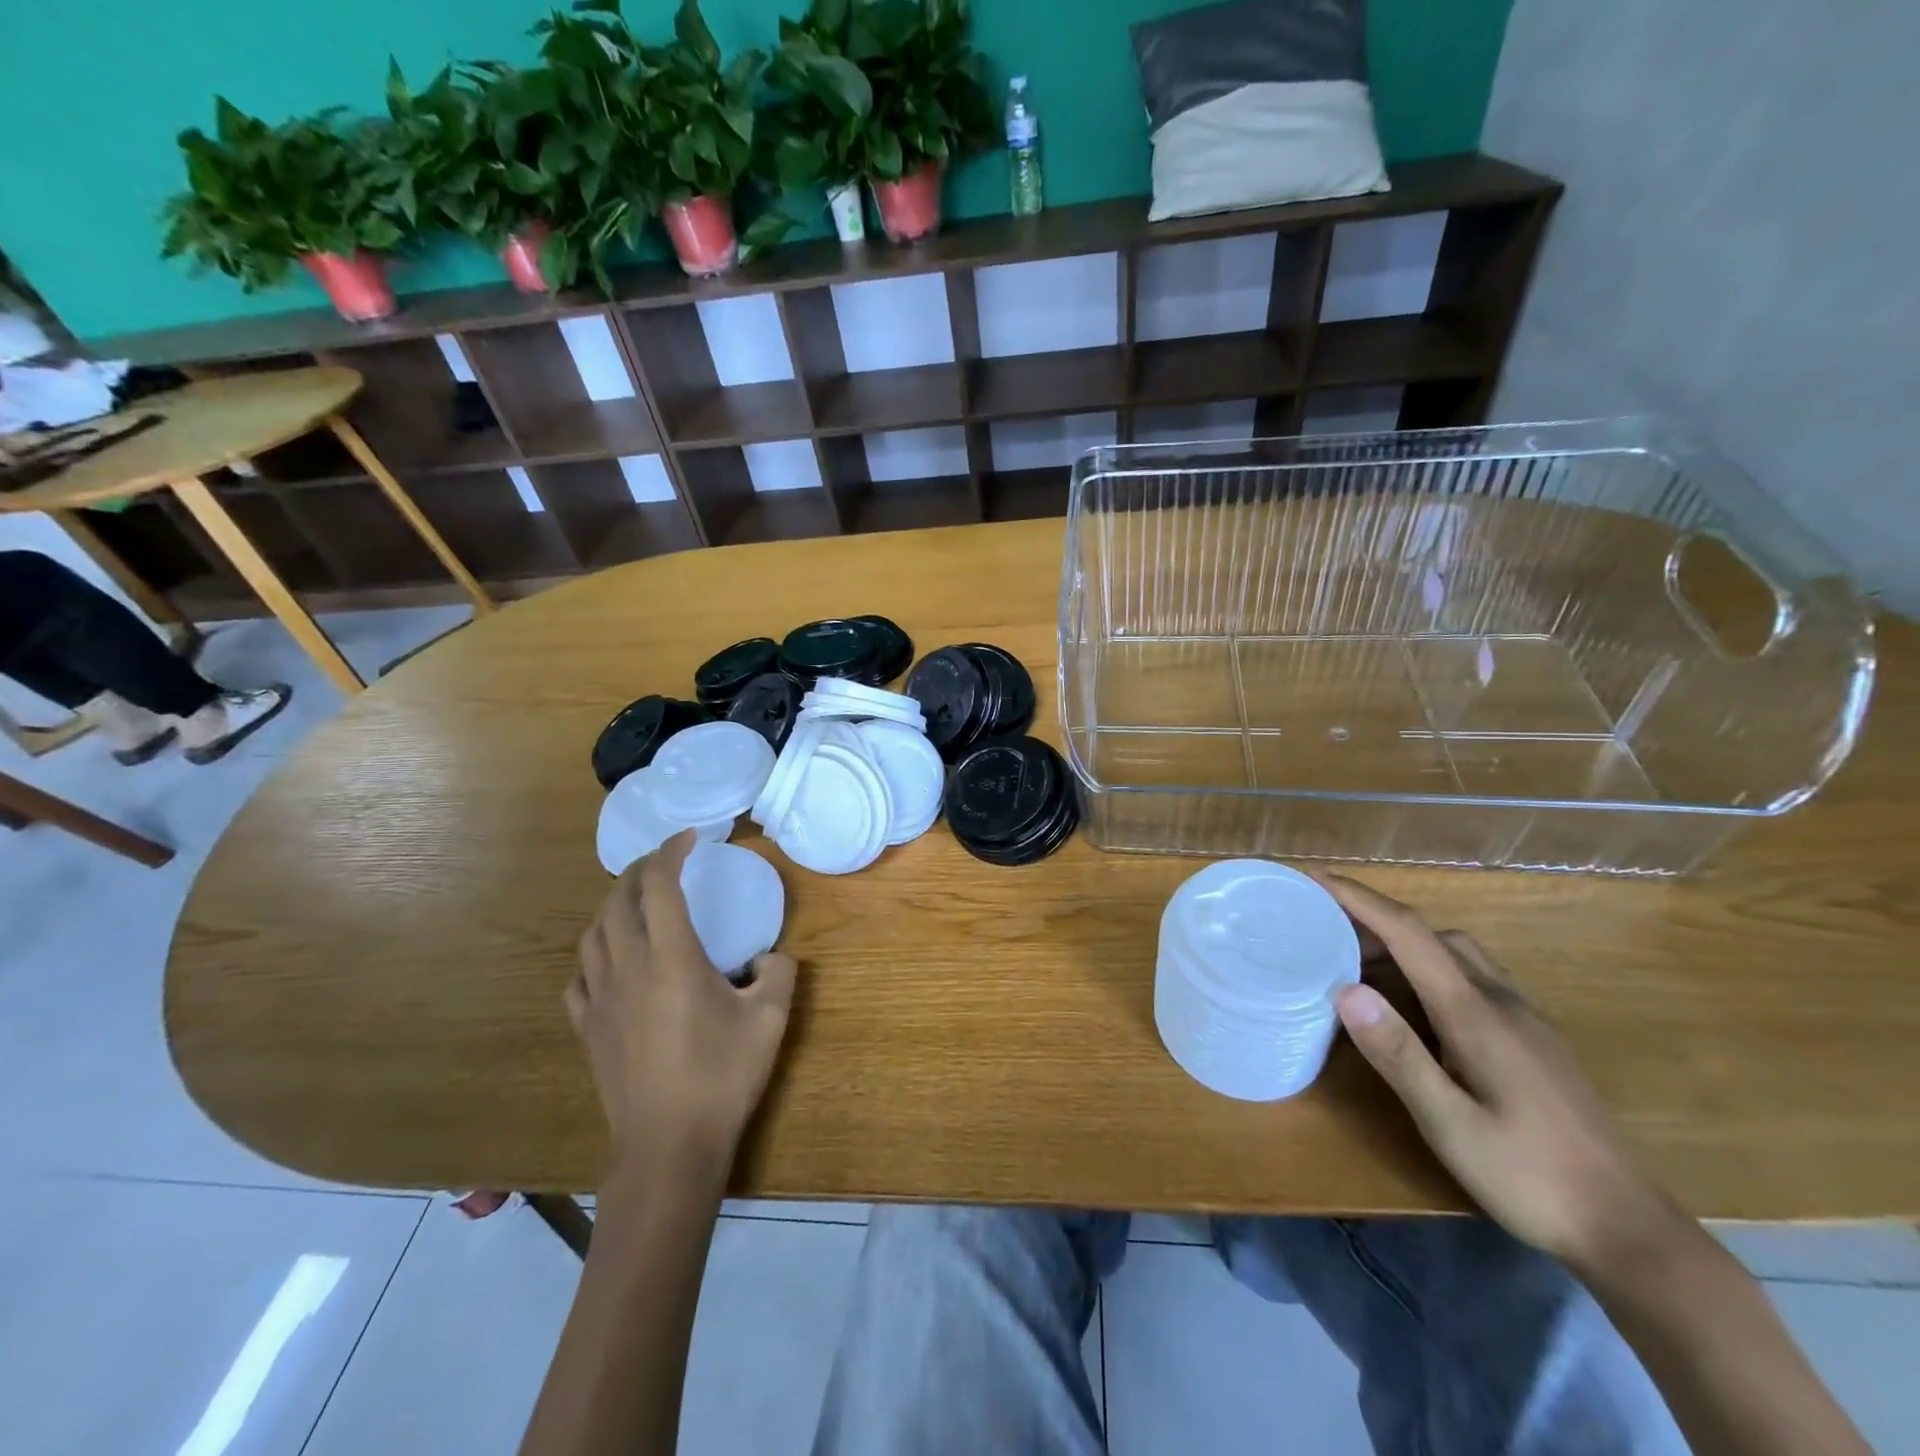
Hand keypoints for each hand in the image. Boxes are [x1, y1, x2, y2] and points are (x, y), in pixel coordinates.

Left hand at [566, 830, 797, 1175]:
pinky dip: (594, 954)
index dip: (672, 852)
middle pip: (618, 900)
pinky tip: (610, 962)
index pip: (660, 885)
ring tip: (637, 902)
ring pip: (592, 934)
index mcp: (671, 958)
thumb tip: (767, 958)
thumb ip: (779, 972)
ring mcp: (600, 999)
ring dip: (613, 906)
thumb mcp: (771, 1019)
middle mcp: (628, 967)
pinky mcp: (587, 1028)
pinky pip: (579, 976)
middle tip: (667, 861)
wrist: (668, 1146)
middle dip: (641, 870)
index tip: (691, 837)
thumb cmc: (721, 1077)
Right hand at [1321, 873, 1675, 1269]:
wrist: (1631, 1231)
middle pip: (1433, 935)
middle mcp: (1502, 1002)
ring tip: (1359, 968)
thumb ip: (1398, 1054)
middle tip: (1325, 933)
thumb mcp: (1450, 1124)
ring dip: (1405, 945)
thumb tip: (1345, 989)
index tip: (1315, 878)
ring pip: (1457, 955)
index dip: (1360, 899)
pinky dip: (1430, 971)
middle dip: (1377, 921)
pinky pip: (1473, 980)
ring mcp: (1525, 1020)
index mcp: (1476, 1013)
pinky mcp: (1534, 1041)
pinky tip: (1414, 1008)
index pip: (1410, 934)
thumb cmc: (1530, 1178)